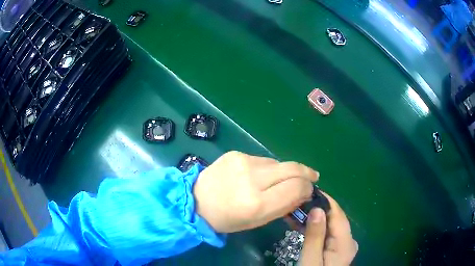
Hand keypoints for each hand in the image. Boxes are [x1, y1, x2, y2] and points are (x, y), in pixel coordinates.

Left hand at [193, 151, 318, 232]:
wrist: (196, 201)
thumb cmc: (227, 219)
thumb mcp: (258, 221)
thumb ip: (283, 206)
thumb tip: (303, 191)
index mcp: (257, 204)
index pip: (296, 188)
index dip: (307, 188)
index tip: (309, 190)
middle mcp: (252, 179)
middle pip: (293, 168)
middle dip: (306, 173)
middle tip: (311, 177)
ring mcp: (243, 162)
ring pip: (278, 163)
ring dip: (284, 172)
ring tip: (277, 181)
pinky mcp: (236, 153)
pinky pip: (262, 159)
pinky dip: (267, 168)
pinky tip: (257, 176)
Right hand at [300, 192, 357, 265]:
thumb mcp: (311, 260)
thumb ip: (315, 237)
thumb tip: (317, 209)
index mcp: (346, 243)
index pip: (338, 215)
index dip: (325, 201)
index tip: (307, 190)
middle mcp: (348, 240)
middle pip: (334, 219)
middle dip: (316, 209)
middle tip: (295, 201)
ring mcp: (343, 244)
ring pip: (329, 225)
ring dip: (313, 218)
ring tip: (295, 210)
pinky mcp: (336, 247)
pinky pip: (326, 232)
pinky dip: (314, 227)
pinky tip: (301, 223)